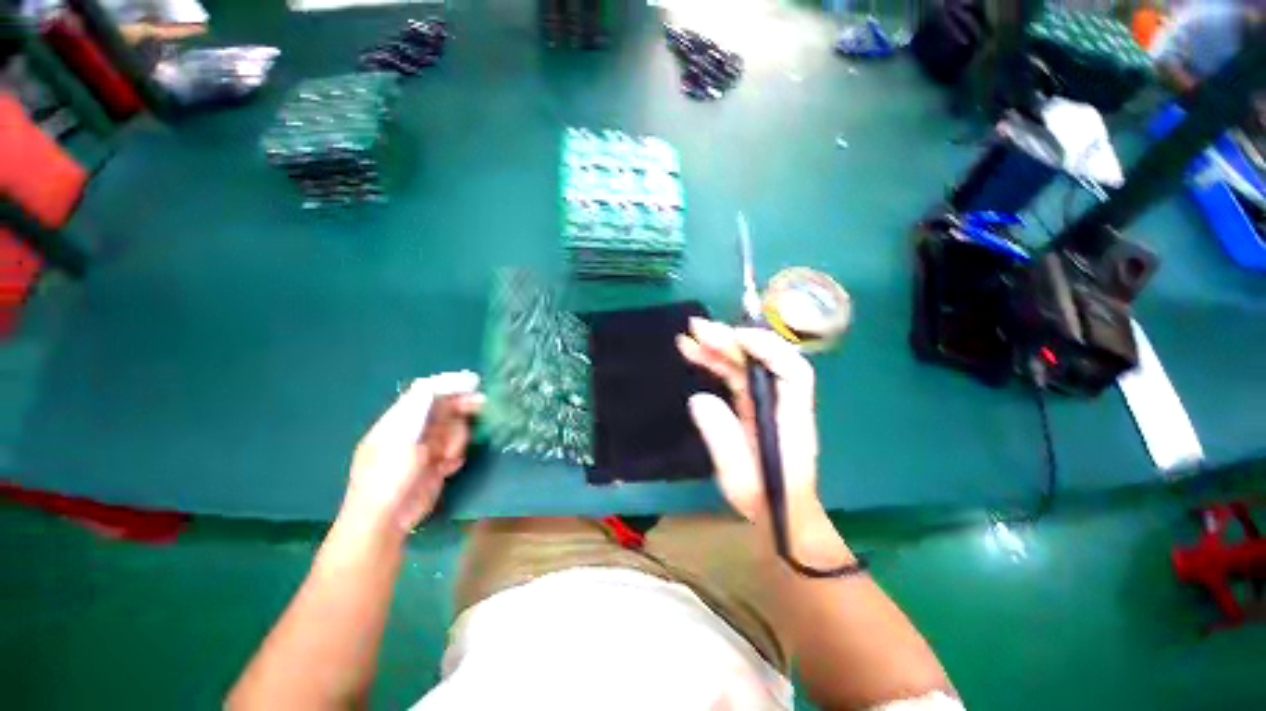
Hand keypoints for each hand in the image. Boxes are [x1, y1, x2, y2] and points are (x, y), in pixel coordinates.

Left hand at [339, 372, 483, 536]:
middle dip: (461, 409)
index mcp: (398, 421)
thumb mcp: (400, 437)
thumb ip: (417, 409)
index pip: (425, 394)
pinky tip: (447, 468)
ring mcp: (425, 450)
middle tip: (483, 405)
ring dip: (456, 440)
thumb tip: (432, 382)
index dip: (449, 386)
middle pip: (444, 411)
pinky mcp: (436, 466)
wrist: (386, 521)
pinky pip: (455, 451)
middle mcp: (413, 432)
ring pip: (453, 431)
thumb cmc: (387, 476)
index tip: (473, 383)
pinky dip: (455, 457)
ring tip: (447, 458)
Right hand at [676, 318, 821, 523]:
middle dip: (731, 340)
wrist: (779, 511)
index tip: (735, 338)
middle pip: (762, 360)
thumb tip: (699, 398)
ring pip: (744, 364)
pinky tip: (694, 353)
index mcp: (791, 417)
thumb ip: (723, 438)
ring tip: (688, 338)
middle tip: (698, 328)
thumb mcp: (741, 478)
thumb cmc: (765, 498)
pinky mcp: (751, 403)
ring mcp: (766, 400)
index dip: (767, 348)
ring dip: (718, 347)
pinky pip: (733, 375)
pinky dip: (714, 362)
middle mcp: (782, 400)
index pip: (792, 370)